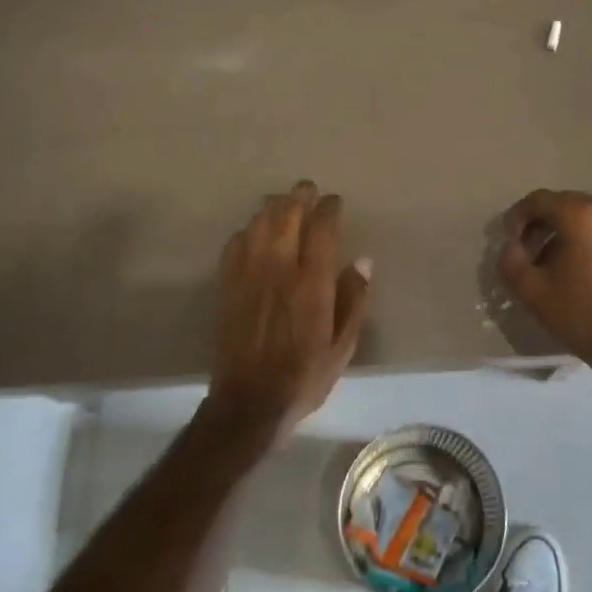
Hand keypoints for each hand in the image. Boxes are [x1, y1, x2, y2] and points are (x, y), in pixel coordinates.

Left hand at [207, 181, 371, 443]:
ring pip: (259, 222)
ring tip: (284, 203)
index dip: (328, 208)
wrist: (249, 401)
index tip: (334, 202)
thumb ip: (354, 299)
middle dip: (300, 196)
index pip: (321, 227)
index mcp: (312, 281)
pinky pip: (236, 242)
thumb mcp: (344, 345)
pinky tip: (255, 232)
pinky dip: (248, 230)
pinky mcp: (228, 284)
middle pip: (287, 214)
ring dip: (274, 207)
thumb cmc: (304, 375)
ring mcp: (248, 273)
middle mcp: (279, 267)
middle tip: (308, 190)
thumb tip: (363, 260)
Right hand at [497, 189, 591, 377]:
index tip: (509, 239)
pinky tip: (579, 267)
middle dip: (542, 223)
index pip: (539, 200)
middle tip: (527, 249)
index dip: (518, 216)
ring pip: (587, 217)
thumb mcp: (531, 290)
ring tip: (552, 261)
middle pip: (565, 204)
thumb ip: (511, 260)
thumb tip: (511, 246)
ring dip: (565, 231)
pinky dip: (588, 239)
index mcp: (582, 216)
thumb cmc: (581, 315)